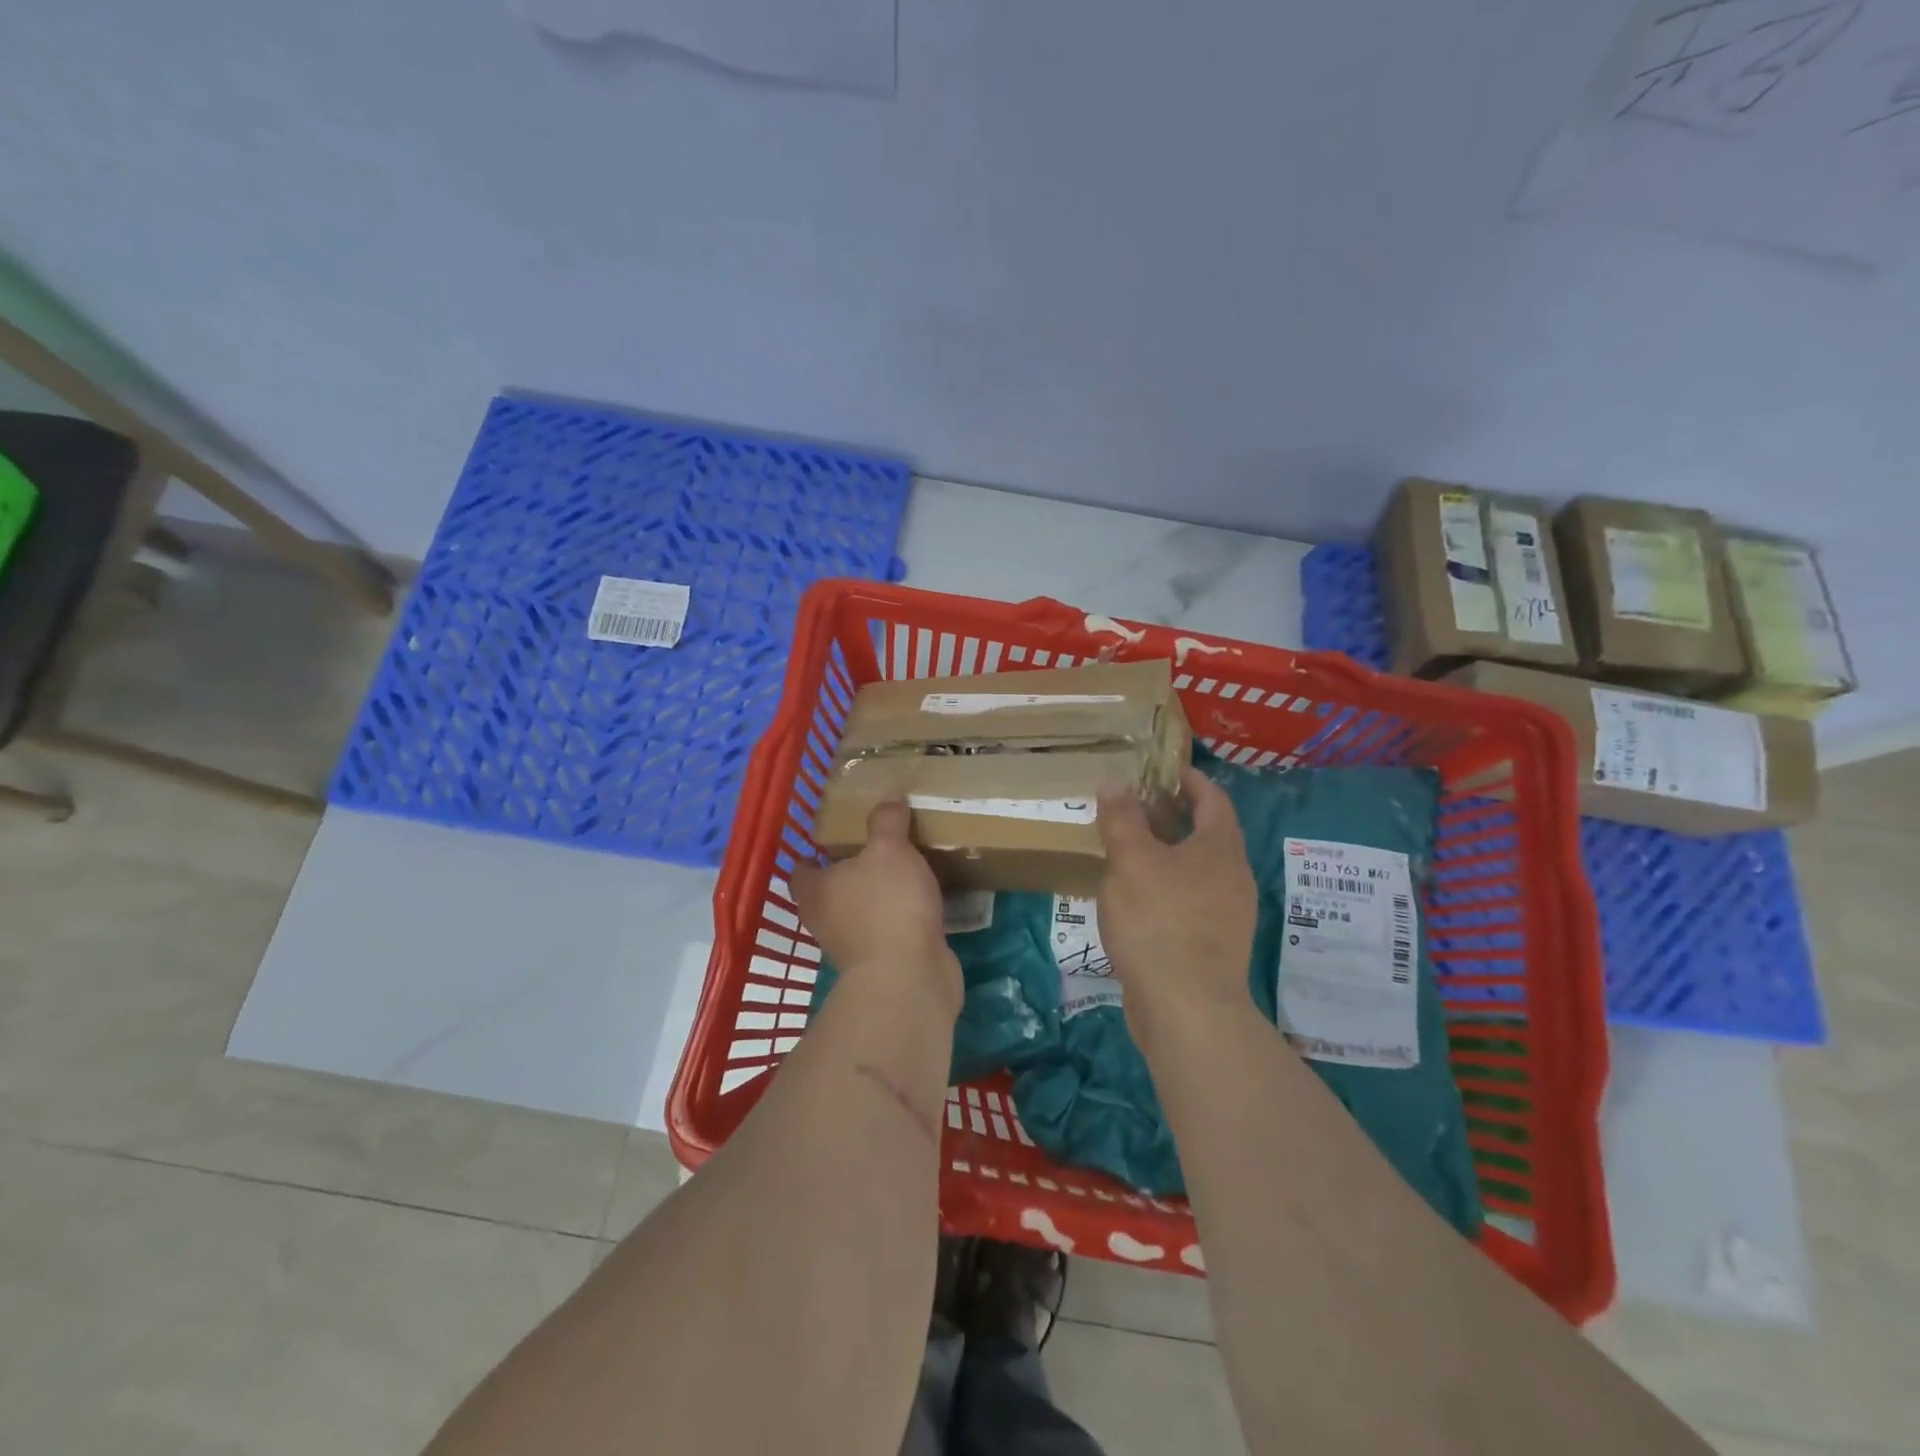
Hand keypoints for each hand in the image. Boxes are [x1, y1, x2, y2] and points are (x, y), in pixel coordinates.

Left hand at [793, 800, 962, 1016]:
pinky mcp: (882, 964)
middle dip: (846, 873)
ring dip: (874, 896)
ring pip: (858, 912)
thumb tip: (888, 797)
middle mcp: (825, 920)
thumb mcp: (889, 850)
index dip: (810, 853)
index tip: (829, 839)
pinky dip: (897, 918)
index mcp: (816, 890)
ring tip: (901, 870)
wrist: (909, 977)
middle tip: (872, 847)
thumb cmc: (887, 905)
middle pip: (828, 892)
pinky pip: (886, 931)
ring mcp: (852, 946)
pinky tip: (920, 901)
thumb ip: (887, 822)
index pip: (800, 869)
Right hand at [1096, 767, 1258, 1049]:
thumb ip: (1122, 819)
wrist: (1187, 1009)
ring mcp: (1227, 914)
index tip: (1164, 771)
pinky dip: (1167, 887)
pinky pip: (1190, 901)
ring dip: (1169, 854)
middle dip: (1176, 816)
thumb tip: (1116, 783)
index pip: (1213, 799)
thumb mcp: (1131, 861)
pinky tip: (1136, 899)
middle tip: (1137, 807)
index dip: (1191, 780)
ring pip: (1198, 870)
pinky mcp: (1212, 946)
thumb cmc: (1160, 922)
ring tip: (1130, 851)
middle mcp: (1232, 876)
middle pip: (1208, 834)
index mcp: (1219, 848)